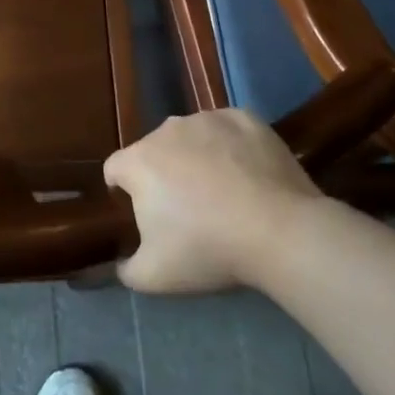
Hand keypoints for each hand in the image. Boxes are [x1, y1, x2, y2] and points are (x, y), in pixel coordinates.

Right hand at [104, 109, 317, 293]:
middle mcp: (167, 130)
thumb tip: (120, 264)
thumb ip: (126, 269)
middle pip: (154, 151)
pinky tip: (248, 174)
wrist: (279, 230)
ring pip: (190, 137)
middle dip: (163, 174)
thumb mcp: (154, 276)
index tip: (143, 213)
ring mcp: (207, 119)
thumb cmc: (208, 249)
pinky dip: (230, 147)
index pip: (115, 169)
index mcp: (138, 161)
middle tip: (186, 209)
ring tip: (222, 191)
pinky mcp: (244, 118)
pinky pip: (226, 130)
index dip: (123, 191)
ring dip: (195, 157)